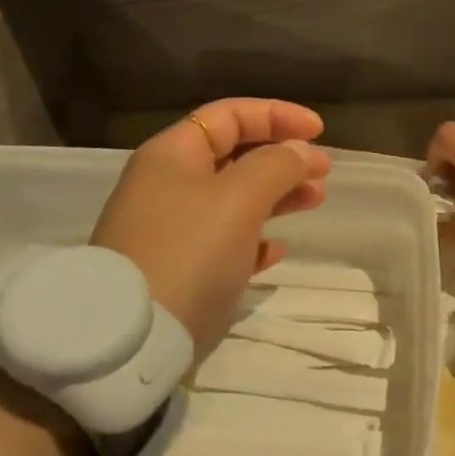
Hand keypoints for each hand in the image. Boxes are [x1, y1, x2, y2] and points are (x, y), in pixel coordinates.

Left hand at [92, 99, 331, 355]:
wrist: (131, 341)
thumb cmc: (189, 252)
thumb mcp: (239, 198)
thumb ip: (276, 165)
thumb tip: (299, 151)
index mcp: (173, 155)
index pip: (229, 115)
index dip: (277, 115)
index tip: (319, 131)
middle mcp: (168, 185)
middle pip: (235, 154)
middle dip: (283, 157)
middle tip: (323, 171)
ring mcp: (170, 229)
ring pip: (235, 197)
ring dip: (278, 194)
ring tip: (315, 201)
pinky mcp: (177, 269)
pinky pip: (224, 240)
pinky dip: (255, 237)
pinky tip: (277, 250)